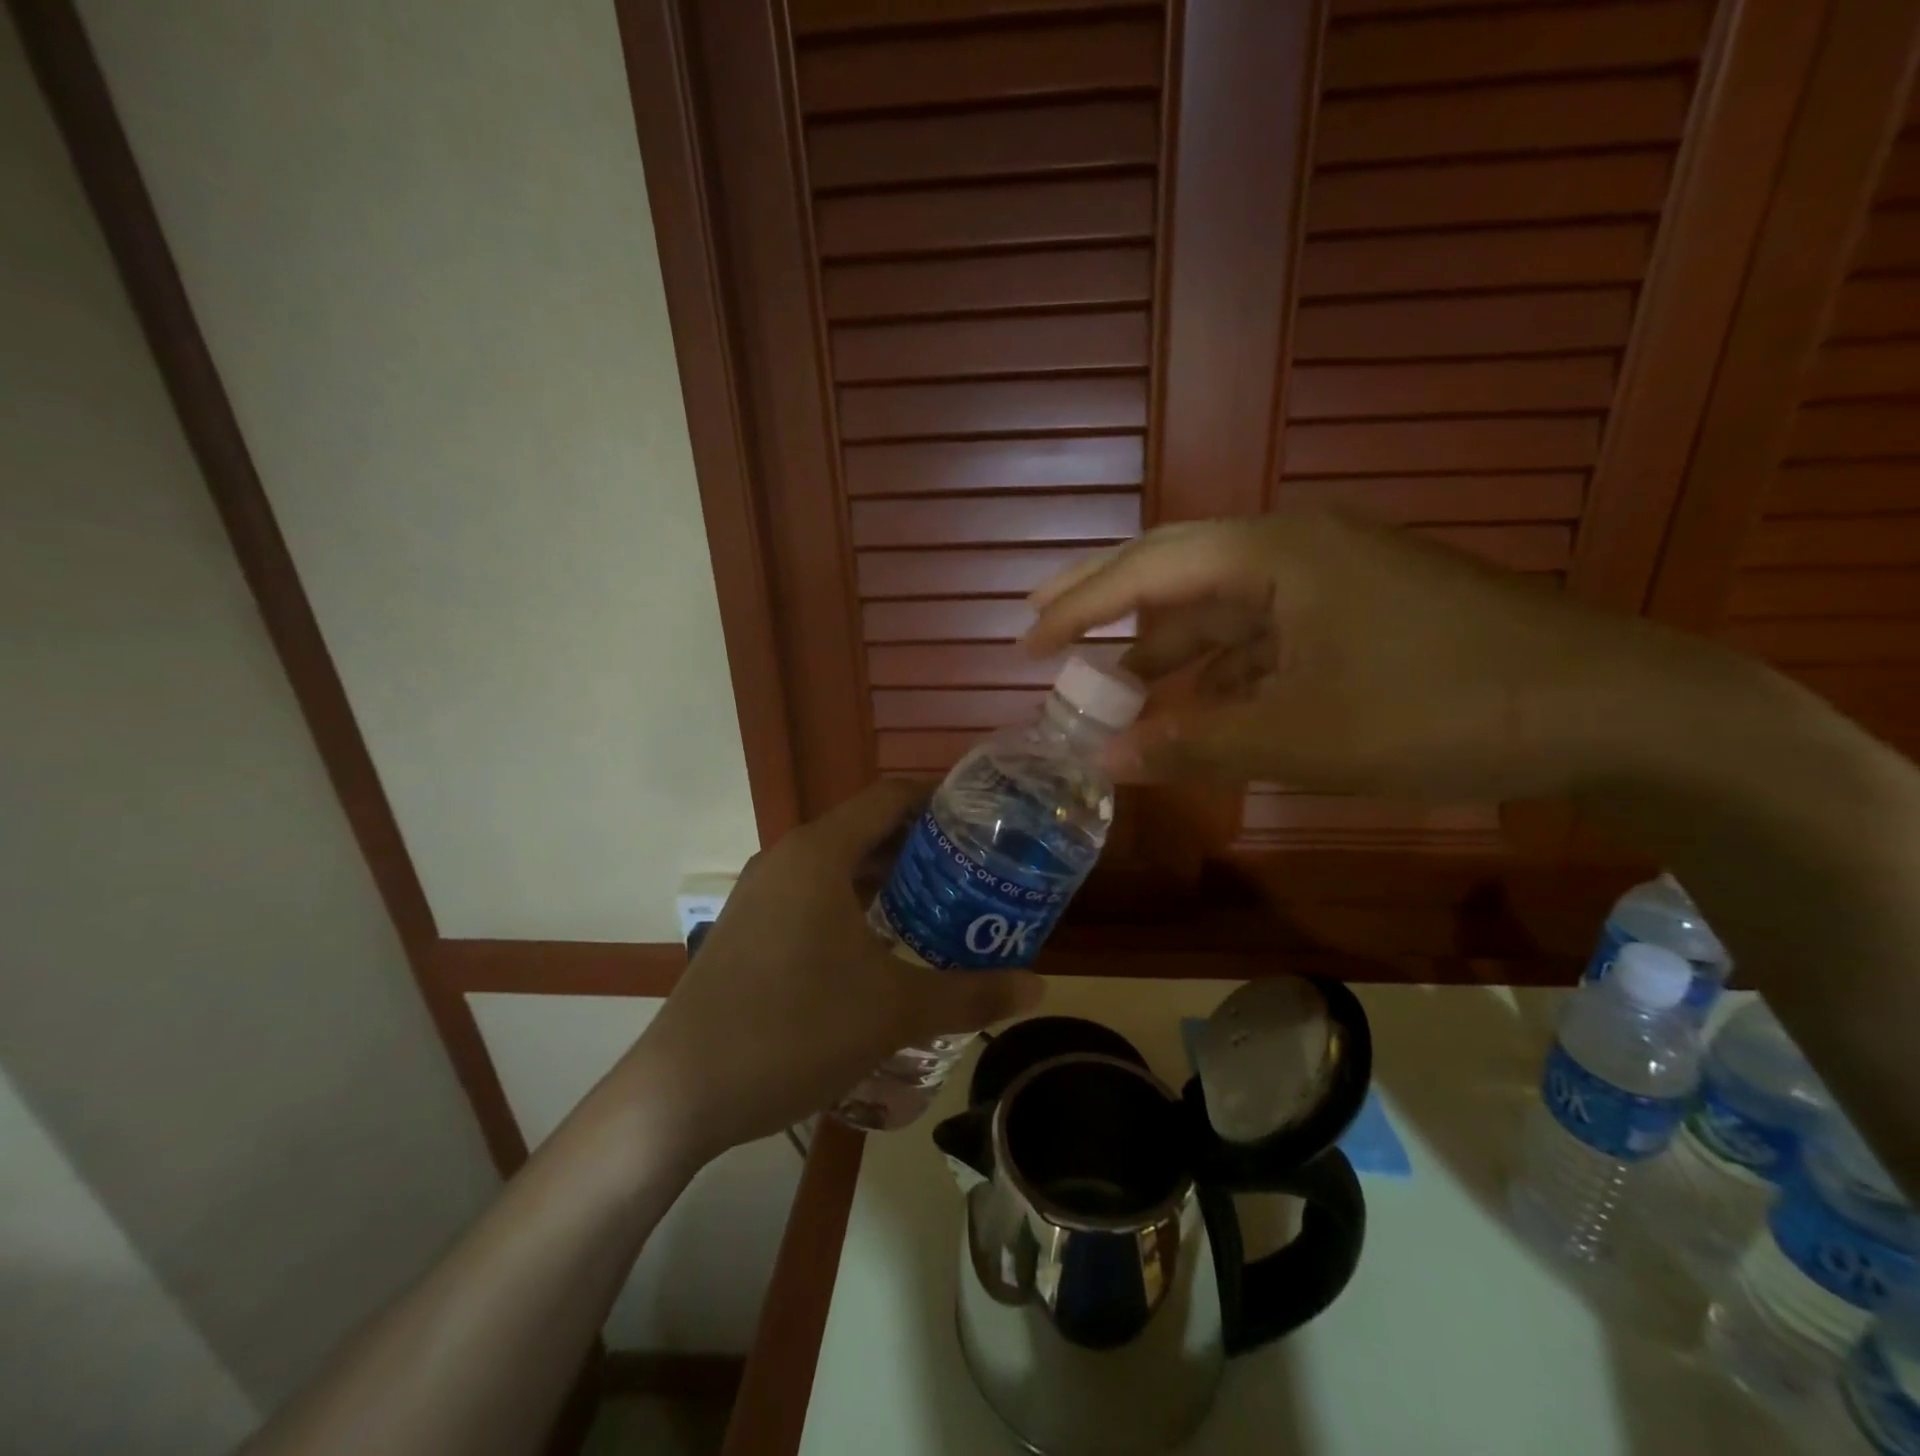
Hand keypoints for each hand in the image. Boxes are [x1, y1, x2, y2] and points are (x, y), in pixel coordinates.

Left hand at [624, 780, 1044, 1158]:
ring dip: (889, 880)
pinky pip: (814, 896)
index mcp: (819, 853)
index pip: (890, 797)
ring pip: (839, 866)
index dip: (940, 800)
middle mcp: (787, 859)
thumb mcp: (895, 1011)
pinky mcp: (749, 929)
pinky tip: (884, 947)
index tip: (985, 818)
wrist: (681, 1092)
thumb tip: (1040, 987)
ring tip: (942, 906)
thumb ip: (972, 994)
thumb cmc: (795, 1030)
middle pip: (866, 830)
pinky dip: (855, 905)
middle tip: (977, 871)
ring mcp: (761, 895)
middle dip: (923, 846)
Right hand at [1023, 513, 1717, 798]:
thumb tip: (1101, 758)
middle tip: (1041, 627)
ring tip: (1111, 686)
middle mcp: (1292, 550)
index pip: (1148, 569)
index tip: (1025, 639)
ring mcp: (1328, 579)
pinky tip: (1198, 706)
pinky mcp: (1355, 613)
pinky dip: (1220, 670)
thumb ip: (1192, 744)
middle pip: (1174, 572)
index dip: (1078, 605)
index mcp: (1273, 554)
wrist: (1607, 707)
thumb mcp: (1300, 736)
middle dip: (1106, 604)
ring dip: (1166, 649)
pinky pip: (1262, 635)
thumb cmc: (1439, 709)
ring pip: (1219, 611)